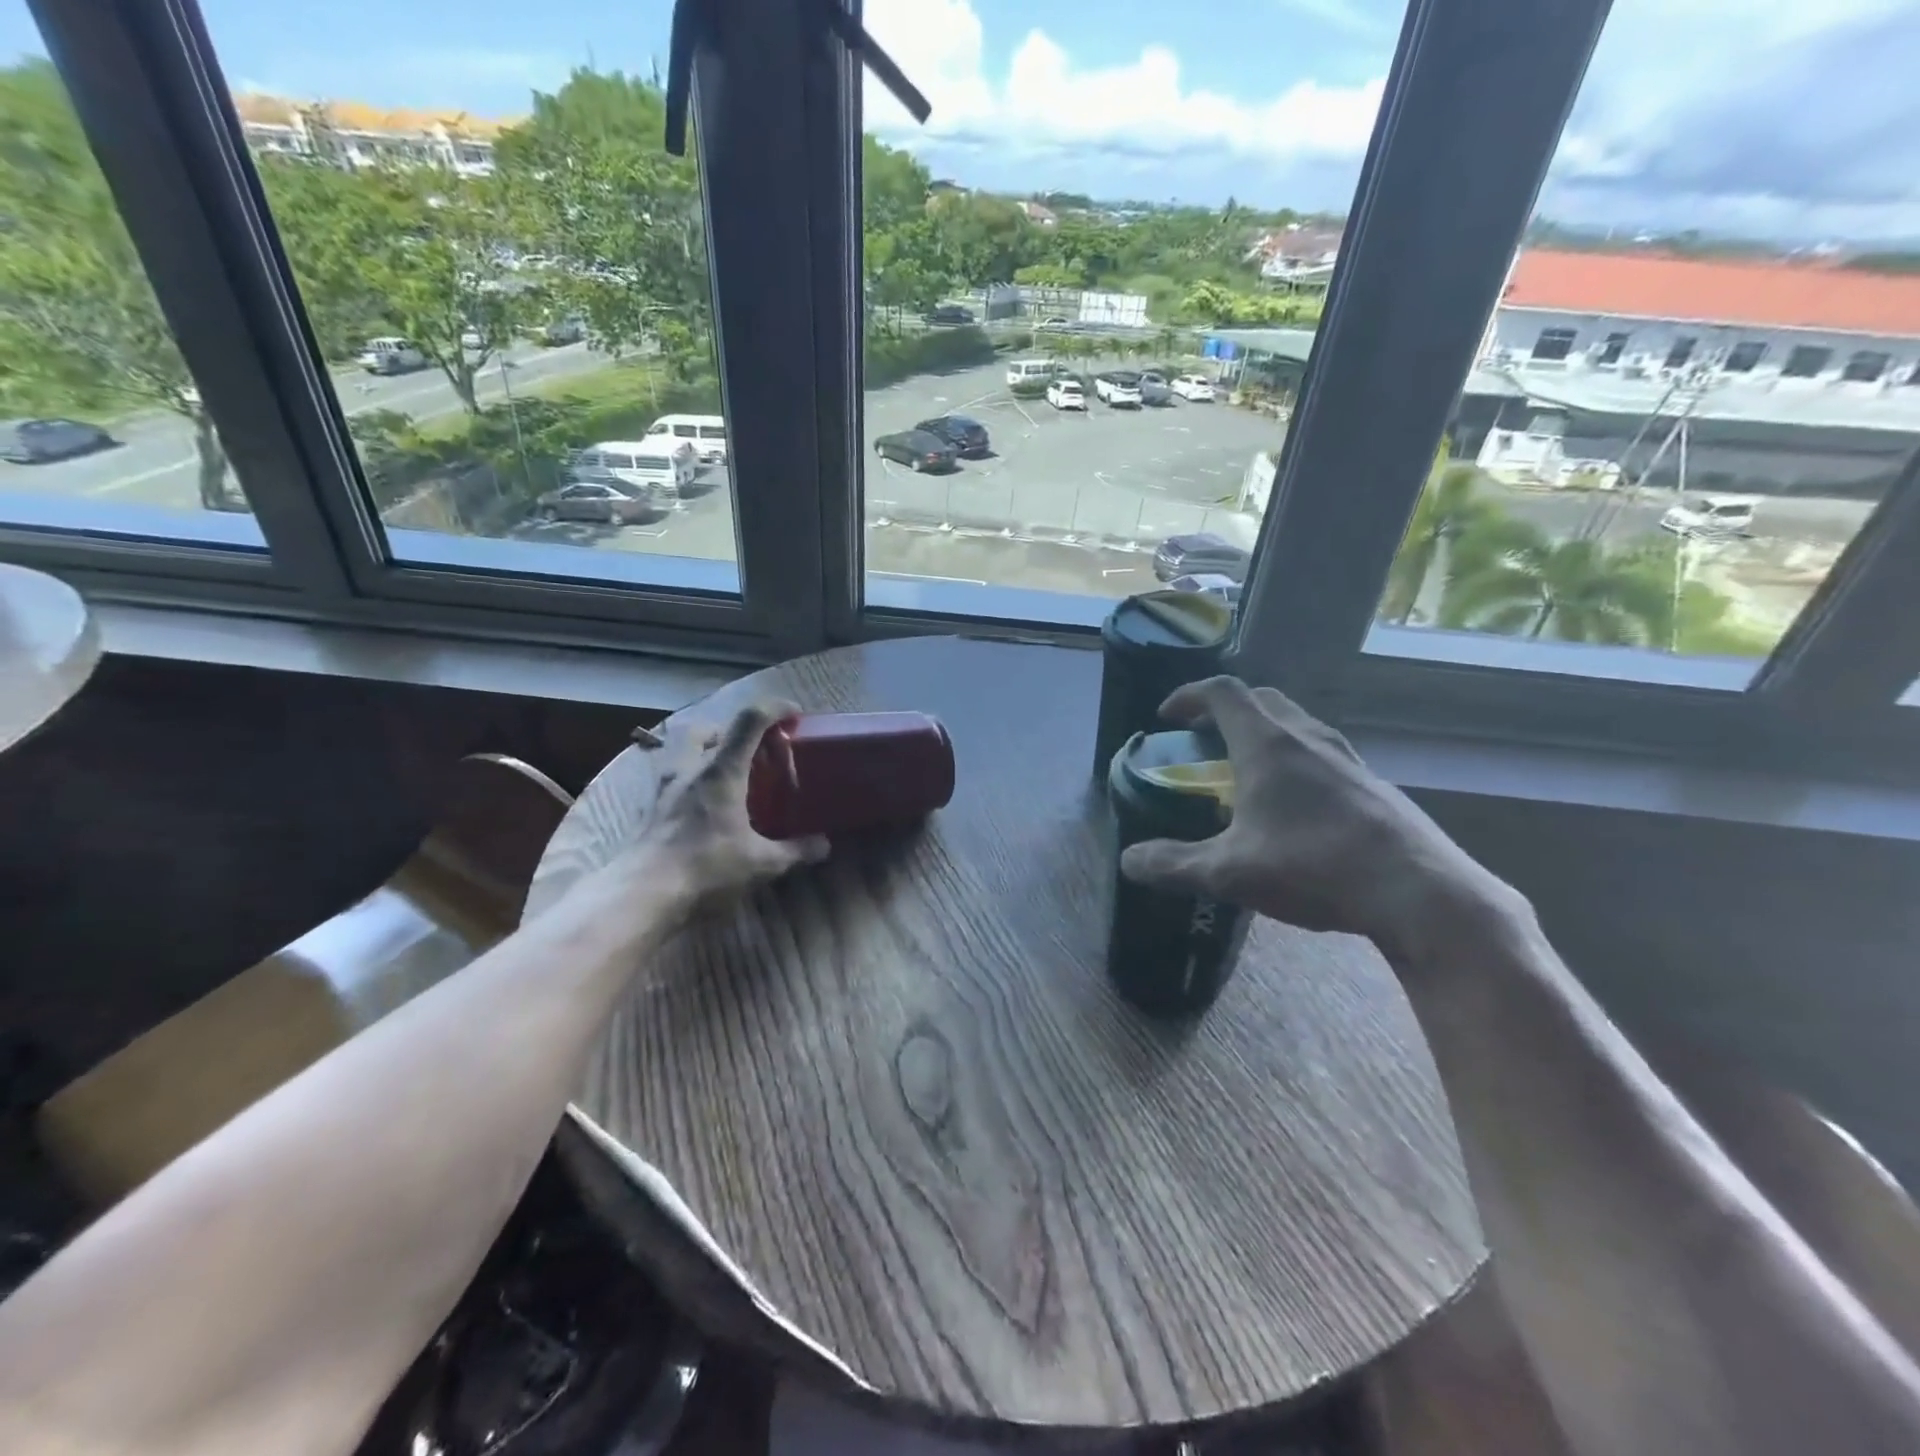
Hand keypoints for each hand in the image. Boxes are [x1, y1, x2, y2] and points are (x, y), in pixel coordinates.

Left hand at [625, 699, 829, 909]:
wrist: (641, 895)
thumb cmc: (706, 868)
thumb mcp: (761, 864)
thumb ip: (795, 851)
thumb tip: (825, 845)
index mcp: (721, 771)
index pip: (749, 721)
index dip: (774, 708)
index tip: (794, 713)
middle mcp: (690, 770)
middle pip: (704, 728)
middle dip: (728, 730)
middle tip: (748, 749)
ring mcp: (665, 789)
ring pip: (681, 751)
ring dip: (703, 752)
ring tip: (724, 775)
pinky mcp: (650, 811)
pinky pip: (671, 780)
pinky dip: (689, 782)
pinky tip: (702, 808)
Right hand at [1119, 677, 1509, 963]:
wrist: (1419, 893)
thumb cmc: (1314, 867)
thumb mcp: (1229, 872)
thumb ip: (1173, 865)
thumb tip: (1128, 861)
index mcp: (1267, 744)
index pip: (1222, 693)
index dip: (1188, 696)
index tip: (1167, 716)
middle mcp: (1307, 738)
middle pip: (1261, 699)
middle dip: (1225, 710)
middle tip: (1204, 738)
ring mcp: (1346, 758)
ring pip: (1295, 724)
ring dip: (1262, 733)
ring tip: (1244, 770)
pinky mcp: (1371, 783)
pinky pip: (1320, 753)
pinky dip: (1293, 759)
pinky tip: (1292, 806)